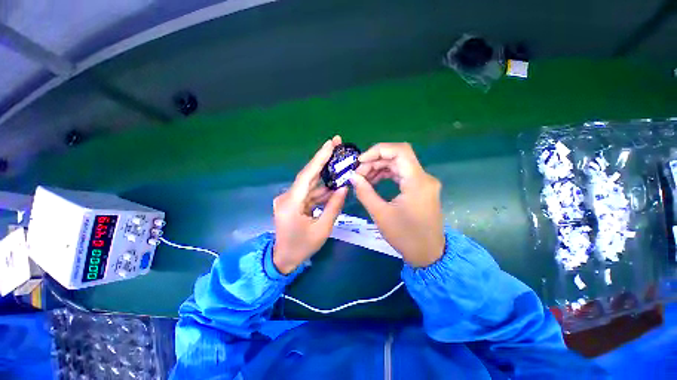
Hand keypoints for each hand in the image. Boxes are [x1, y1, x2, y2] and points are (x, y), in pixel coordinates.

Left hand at [272, 136, 347, 273]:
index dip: (319, 158)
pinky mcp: (293, 202)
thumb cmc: (302, 247)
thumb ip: (333, 206)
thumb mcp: (322, 229)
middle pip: (307, 175)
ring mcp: (289, 199)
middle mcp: (287, 197)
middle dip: (323, 160)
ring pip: (310, 183)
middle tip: (337, 144)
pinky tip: (334, 183)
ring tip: (339, 163)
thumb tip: (343, 187)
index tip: (330, 143)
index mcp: (291, 203)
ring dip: (325, 175)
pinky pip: (309, 192)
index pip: (306, 175)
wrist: (283, 259)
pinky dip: (321, 189)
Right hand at [351, 143, 444, 267]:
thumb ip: (365, 192)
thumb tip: (352, 177)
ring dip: (380, 168)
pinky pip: (401, 174)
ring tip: (363, 178)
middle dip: (375, 161)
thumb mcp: (381, 214)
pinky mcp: (420, 188)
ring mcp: (423, 183)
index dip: (378, 151)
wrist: (428, 254)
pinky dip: (387, 175)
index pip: (400, 151)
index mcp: (417, 181)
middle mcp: (423, 177)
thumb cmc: (405, 236)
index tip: (360, 161)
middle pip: (397, 157)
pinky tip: (374, 181)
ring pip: (398, 165)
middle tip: (358, 173)